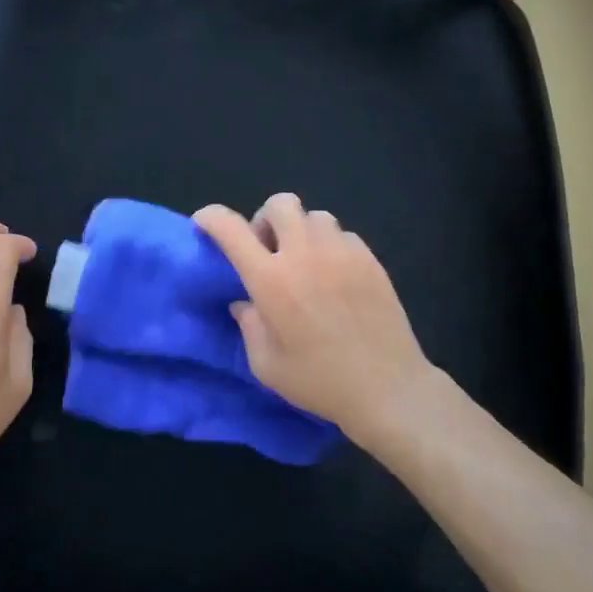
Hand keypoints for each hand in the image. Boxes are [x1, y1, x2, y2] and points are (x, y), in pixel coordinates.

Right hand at [194, 193, 440, 446]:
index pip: (231, 229)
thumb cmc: (320, 381)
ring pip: (315, 216)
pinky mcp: (369, 259)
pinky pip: (343, 234)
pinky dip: (331, 246)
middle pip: (280, 203)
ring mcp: (341, 253)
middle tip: (269, 250)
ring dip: (301, 232)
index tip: (204, 223)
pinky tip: (335, 276)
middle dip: (266, 219)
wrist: (388, 388)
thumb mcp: (266, 364)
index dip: (211, 217)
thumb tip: (245, 303)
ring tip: (306, 262)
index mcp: (271, 280)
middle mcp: (304, 255)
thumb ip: (249, 325)